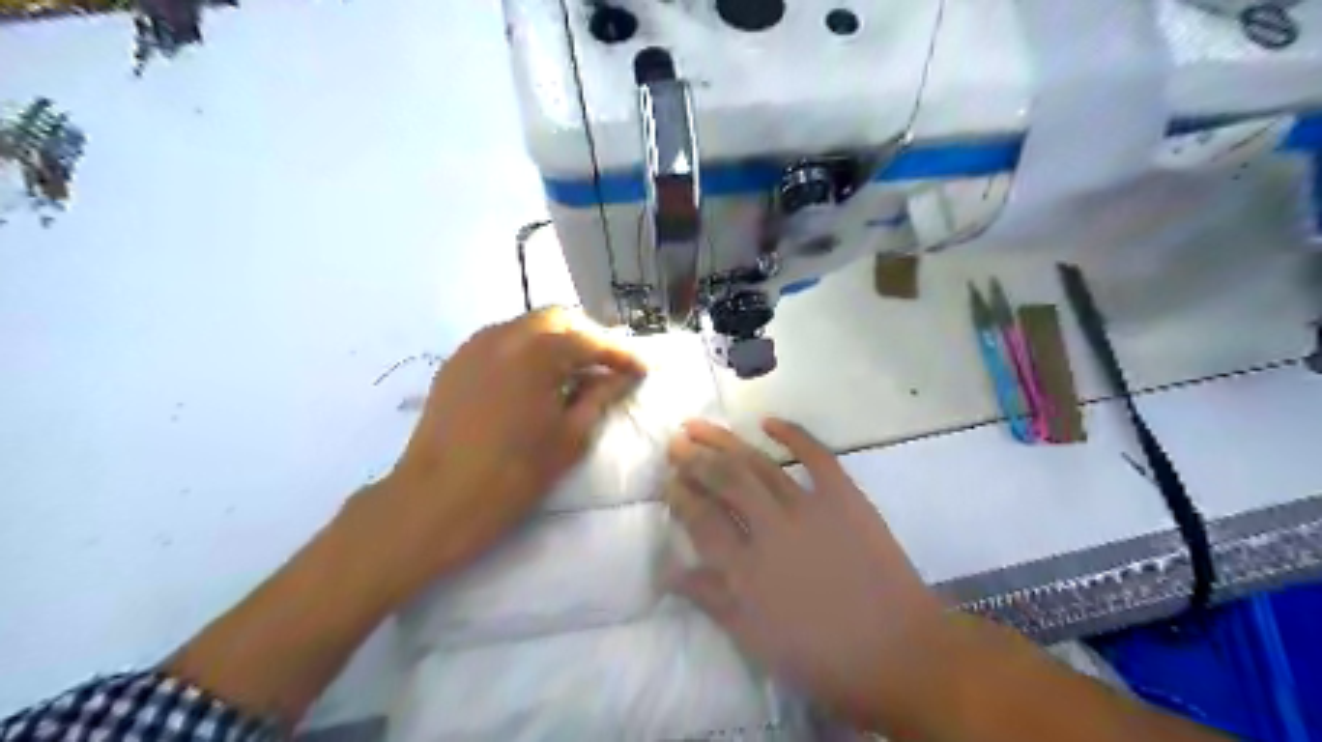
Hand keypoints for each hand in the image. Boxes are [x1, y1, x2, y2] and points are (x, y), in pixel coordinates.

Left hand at [371, 308, 647, 584]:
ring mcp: (475, 345)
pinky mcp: (457, 362)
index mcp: (537, 351)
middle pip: (558, 320)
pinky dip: (528, 351)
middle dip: (588, 338)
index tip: (641, 371)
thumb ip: (601, 397)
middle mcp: (504, 334)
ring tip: (575, 373)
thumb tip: (624, 377)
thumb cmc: (513, 474)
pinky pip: (502, 342)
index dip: (620, 355)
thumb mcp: (570, 437)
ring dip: (557, 342)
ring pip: (527, 327)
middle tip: (607, 367)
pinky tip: (536, 380)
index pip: (590, 340)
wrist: (437, 500)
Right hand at [673, 417, 949, 729]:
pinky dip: (793, 434)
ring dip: (726, 441)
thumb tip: (669, 571)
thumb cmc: (822, 657)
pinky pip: (817, 456)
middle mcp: (772, 529)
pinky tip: (767, 421)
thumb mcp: (756, 640)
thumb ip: (711, 600)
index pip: (701, 520)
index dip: (681, 496)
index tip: (668, 480)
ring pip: (759, 464)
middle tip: (675, 443)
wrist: (899, 653)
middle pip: (725, 481)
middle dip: (695, 459)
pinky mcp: (845, 497)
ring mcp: (810, 508)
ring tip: (700, 426)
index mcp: (746, 570)